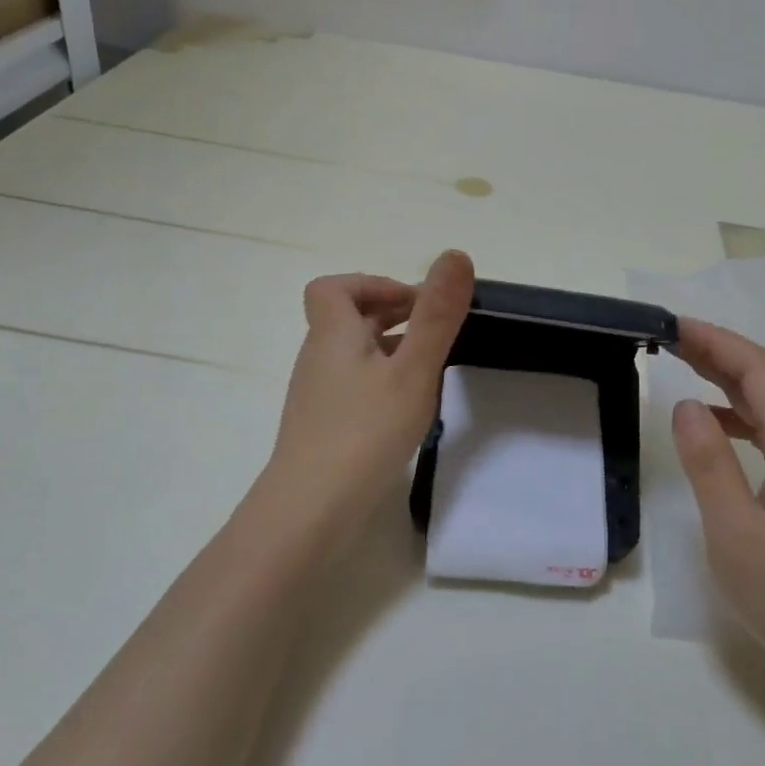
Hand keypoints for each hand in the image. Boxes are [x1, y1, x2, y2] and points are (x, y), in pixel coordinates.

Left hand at [257, 250, 474, 539]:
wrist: (310, 511)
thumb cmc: (364, 432)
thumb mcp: (412, 370)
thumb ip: (436, 316)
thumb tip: (454, 255)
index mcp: (334, 334)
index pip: (334, 287)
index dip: (373, 284)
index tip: (414, 304)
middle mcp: (319, 357)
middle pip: (347, 318)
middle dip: (391, 315)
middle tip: (434, 333)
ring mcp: (318, 395)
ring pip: (353, 354)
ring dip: (389, 349)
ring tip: (428, 369)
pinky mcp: (323, 426)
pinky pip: (353, 385)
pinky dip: (380, 381)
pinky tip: (405, 409)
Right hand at [670, 317, 764, 718]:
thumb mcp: (736, 536)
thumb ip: (710, 464)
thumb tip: (686, 404)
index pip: (762, 373)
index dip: (718, 342)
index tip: (671, 326)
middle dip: (728, 352)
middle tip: (676, 342)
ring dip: (743, 380)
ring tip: (693, 372)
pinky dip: (753, 415)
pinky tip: (724, 431)